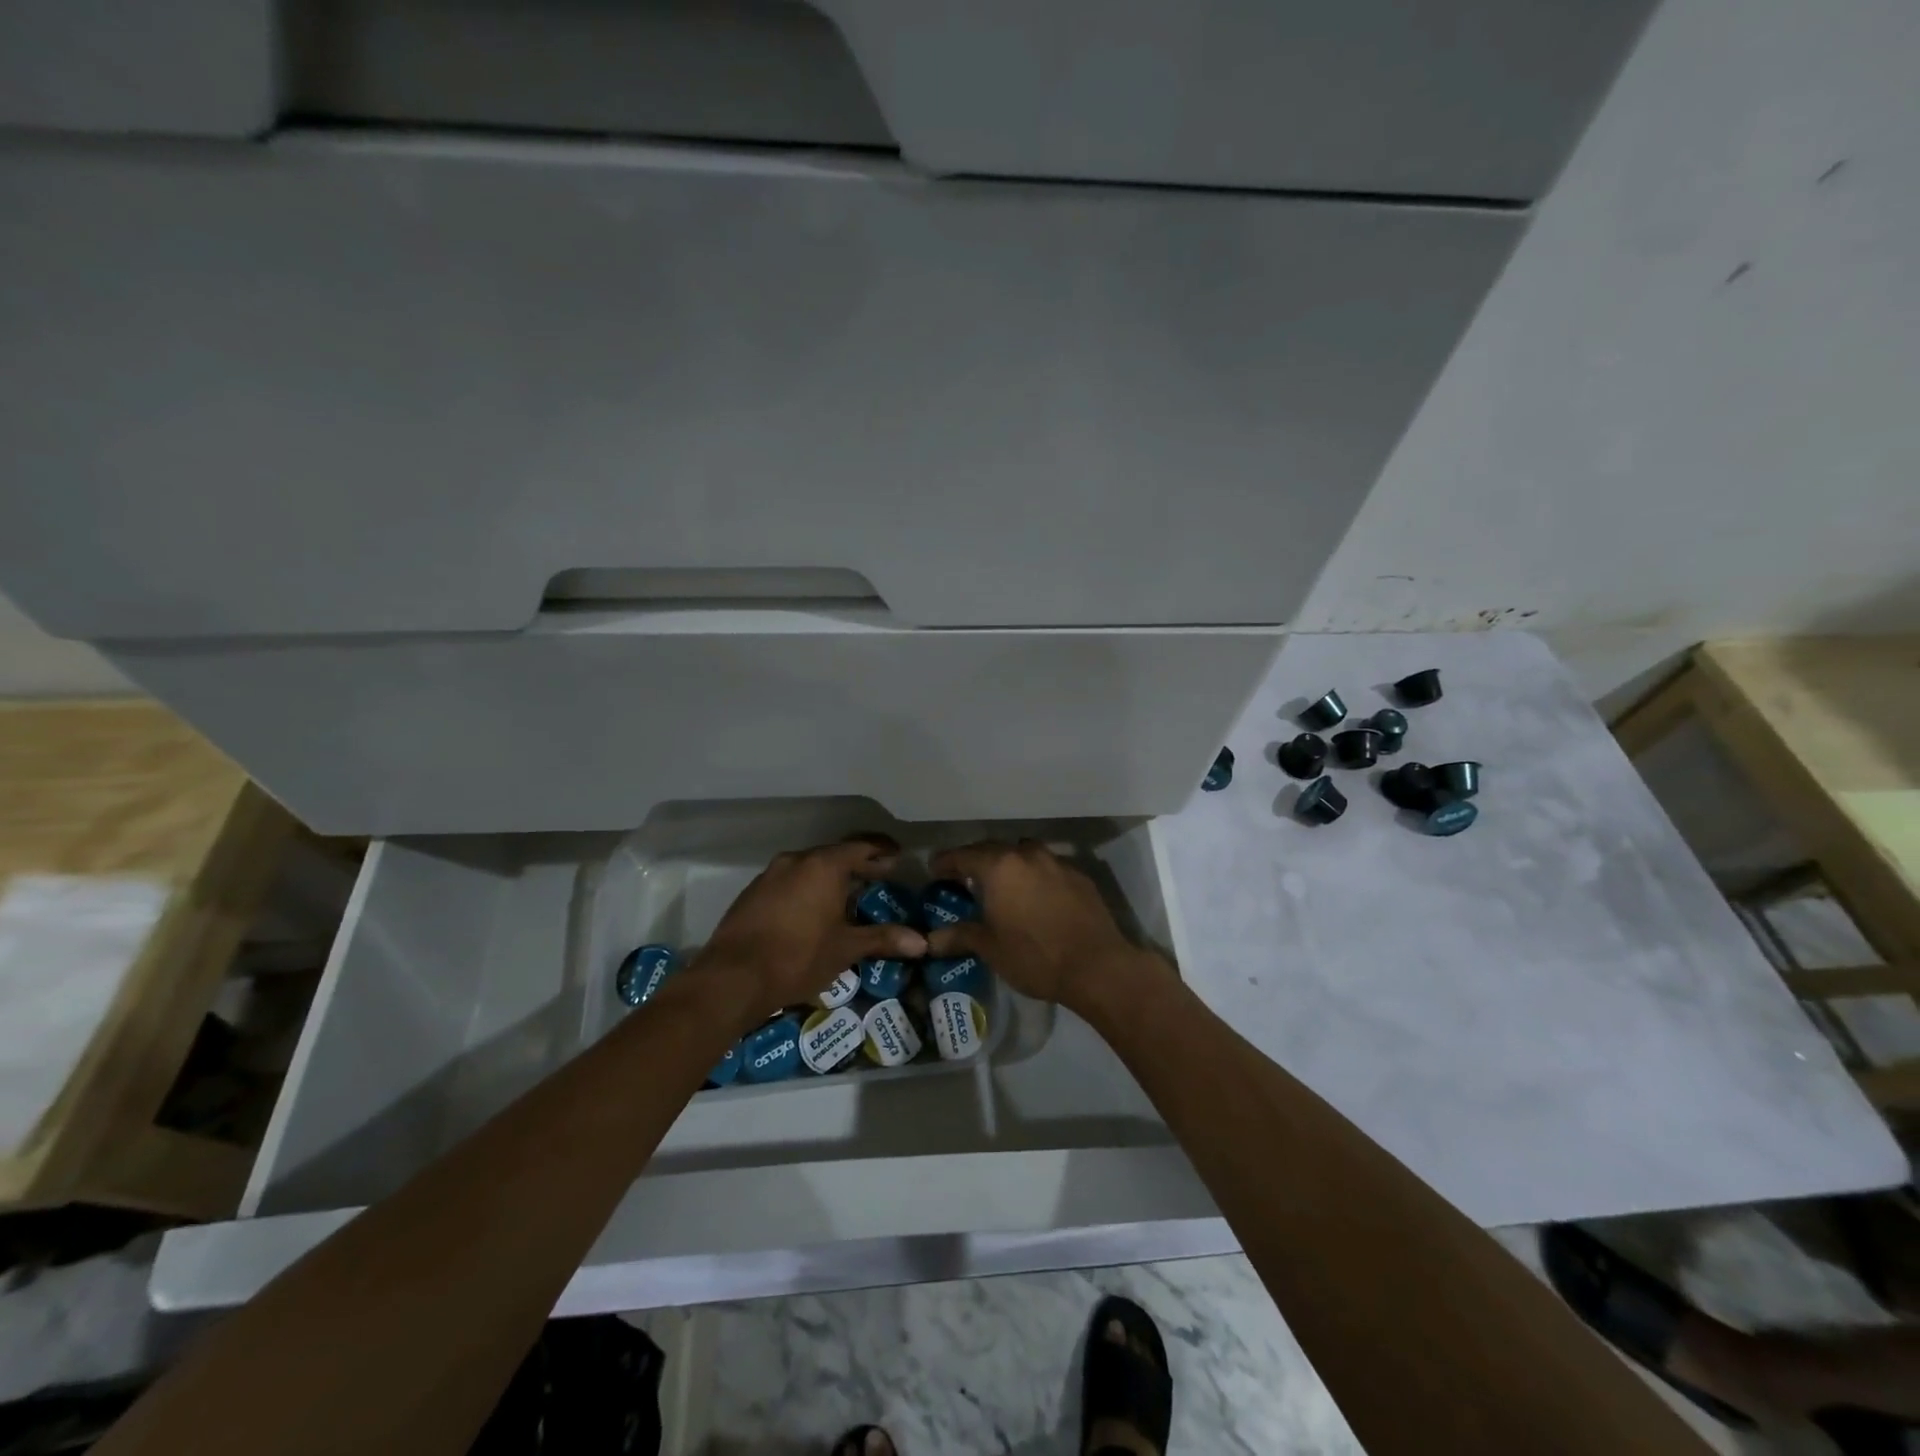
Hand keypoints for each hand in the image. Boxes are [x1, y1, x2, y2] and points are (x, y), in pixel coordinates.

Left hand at [695, 836, 926, 1026]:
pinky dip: (807, 889)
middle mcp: (796, 861)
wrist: (731, 978)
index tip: (898, 857)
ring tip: (848, 897)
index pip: (860, 846)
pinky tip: (813, 912)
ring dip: (830, 878)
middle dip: (858, 865)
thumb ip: (882, 939)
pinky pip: (789, 882)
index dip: (882, 851)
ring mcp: (770, 875)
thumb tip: (922, 942)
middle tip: (880, 877)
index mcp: (823, 865)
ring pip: (809, 868)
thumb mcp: (845, 949)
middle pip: (834, 855)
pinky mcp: (752, 893)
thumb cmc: (797, 957)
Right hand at [924, 840, 1158, 1005]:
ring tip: (1002, 886)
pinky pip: (1048, 868)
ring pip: (1024, 854)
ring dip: (1009, 865)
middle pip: (994, 850)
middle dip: (977, 861)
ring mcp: (1057, 862)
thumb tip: (930, 940)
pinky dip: (1035, 877)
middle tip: (964, 878)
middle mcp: (1027, 855)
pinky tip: (1036, 898)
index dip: (945, 862)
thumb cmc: (1035, 956)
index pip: (963, 855)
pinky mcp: (1080, 876)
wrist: (1096, 966)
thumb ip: (960, 936)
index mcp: (1000, 866)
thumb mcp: (990, 948)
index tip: (934, 870)